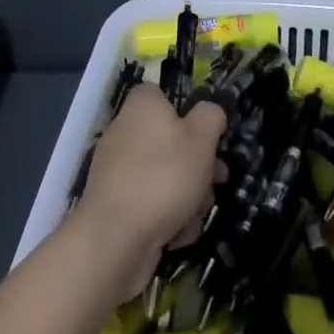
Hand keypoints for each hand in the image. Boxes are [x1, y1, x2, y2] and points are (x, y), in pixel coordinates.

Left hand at [68, 83, 224, 302]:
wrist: (116, 239)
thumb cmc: (164, 176)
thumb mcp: (202, 137)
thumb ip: (211, 116)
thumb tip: (209, 113)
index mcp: (141, 107)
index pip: (161, 94)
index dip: (187, 109)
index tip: (207, 131)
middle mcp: (124, 133)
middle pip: (170, 139)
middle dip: (199, 163)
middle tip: (217, 178)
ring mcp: (117, 171)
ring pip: (165, 175)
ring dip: (189, 194)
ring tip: (197, 213)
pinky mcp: (116, 205)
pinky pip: (151, 203)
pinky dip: (168, 216)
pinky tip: (178, 232)